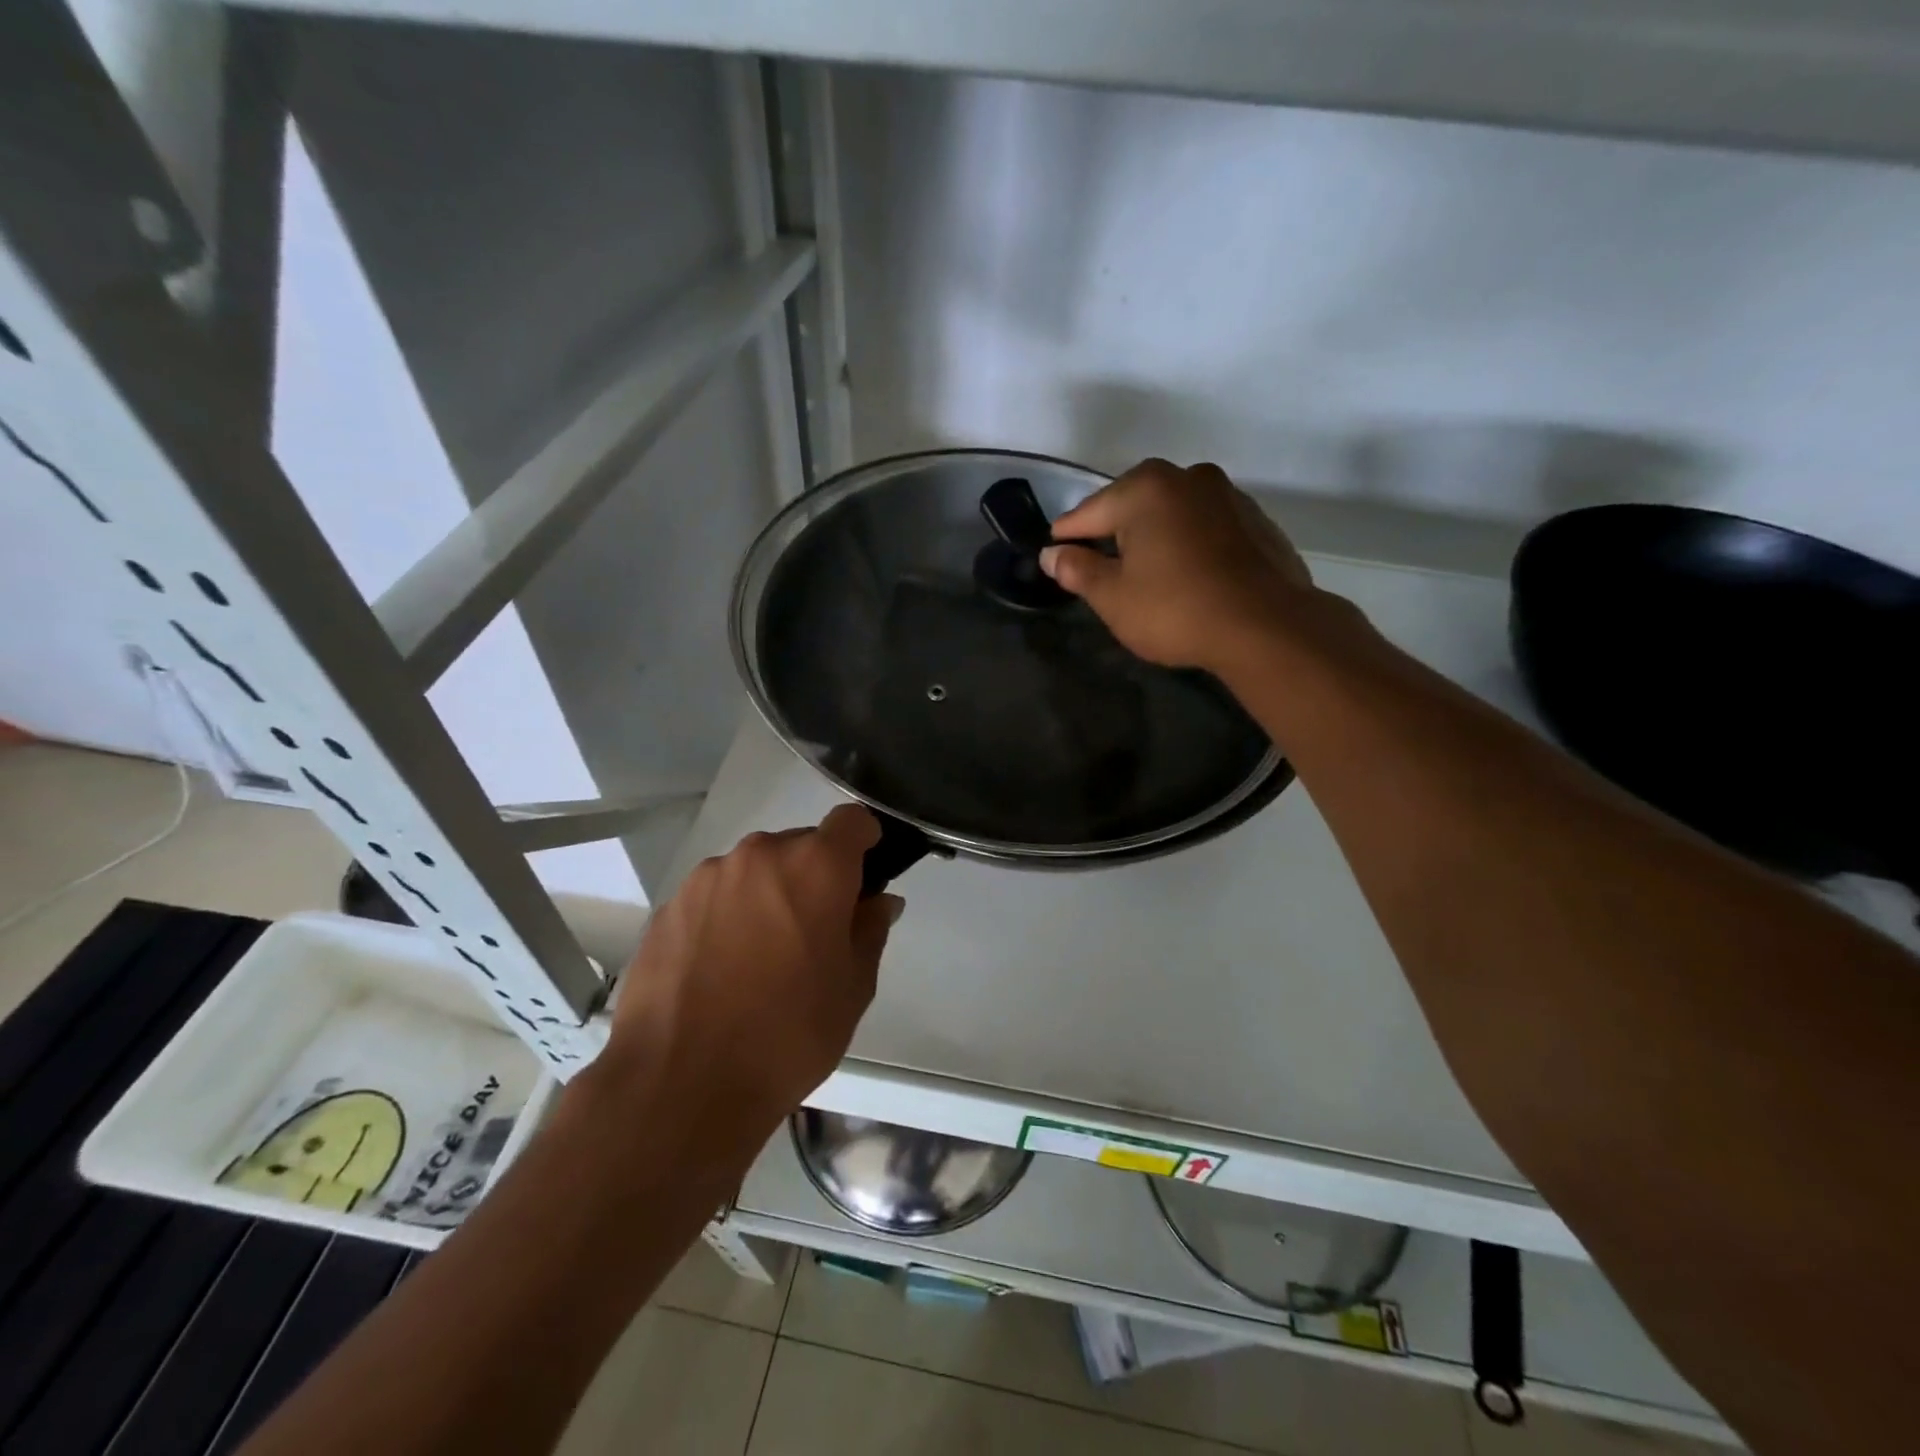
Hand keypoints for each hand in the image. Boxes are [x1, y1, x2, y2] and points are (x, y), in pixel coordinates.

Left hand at [595, 805, 901, 1149]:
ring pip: (755, 870)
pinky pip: (716, 895)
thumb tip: (877, 902)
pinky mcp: (669, 905)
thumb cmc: (787, 1034)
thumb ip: (870, 930)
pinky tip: (720, 970)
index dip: (865, 841)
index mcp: (815, 866)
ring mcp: (708, 877)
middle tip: (814, 933)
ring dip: (768, 894)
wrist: (681, 1083)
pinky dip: (728, 915)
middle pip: (801, 845)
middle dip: (815, 876)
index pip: (852, 821)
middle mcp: (760, 855)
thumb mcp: (853, 988)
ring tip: (760, 958)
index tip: (864, 878)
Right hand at [1040, 458, 1313, 673]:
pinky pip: (1204, 526)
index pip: (1087, 513)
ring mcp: (1227, 495)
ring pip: (1171, 513)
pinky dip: (1188, 543)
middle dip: (1113, 533)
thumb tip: (1052, 554)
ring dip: (1153, 536)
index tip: (1055, 558)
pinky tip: (1187, 575)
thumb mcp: (1113, 597)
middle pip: (1131, 505)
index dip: (1066, 540)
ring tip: (1146, 573)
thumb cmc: (1176, 610)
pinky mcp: (1255, 519)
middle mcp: (1187, 477)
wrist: (1266, 627)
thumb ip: (1077, 570)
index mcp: (1145, 489)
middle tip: (1100, 569)